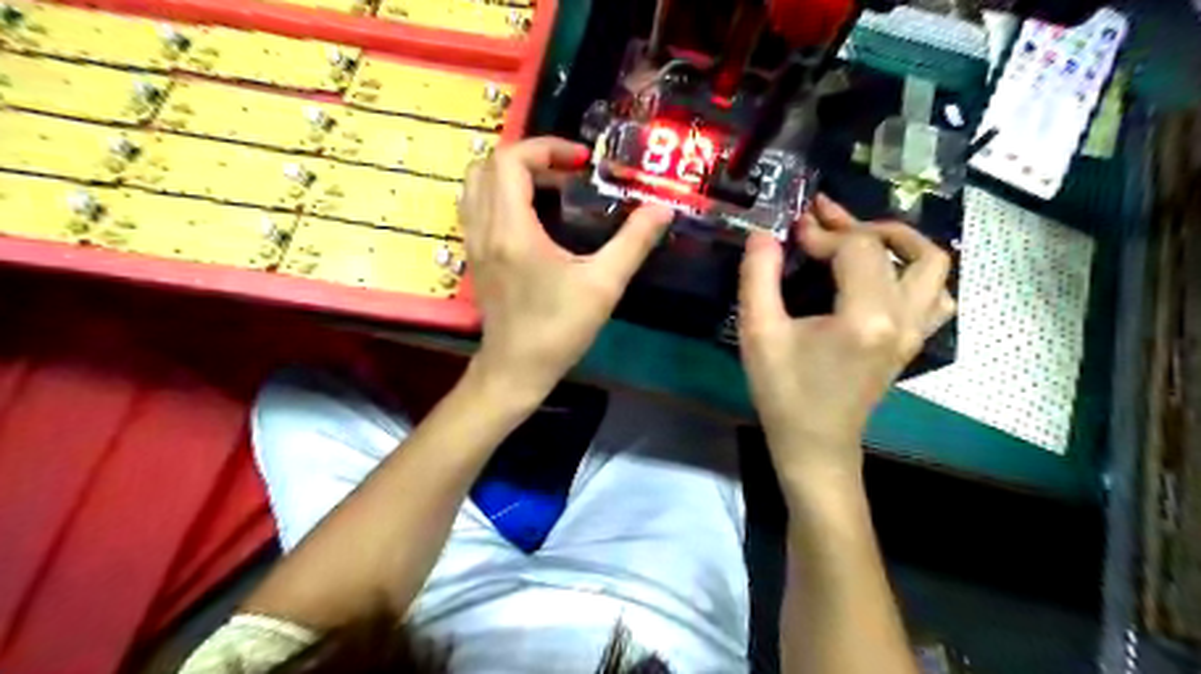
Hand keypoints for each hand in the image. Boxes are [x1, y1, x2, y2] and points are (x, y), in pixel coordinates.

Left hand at [462, 138, 674, 399]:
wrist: (516, 369)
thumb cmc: (559, 329)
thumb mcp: (603, 286)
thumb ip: (633, 243)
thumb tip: (662, 210)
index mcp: (512, 229)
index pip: (511, 160)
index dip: (546, 149)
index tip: (580, 163)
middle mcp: (484, 228)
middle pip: (489, 164)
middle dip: (530, 158)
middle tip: (567, 174)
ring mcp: (474, 242)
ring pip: (477, 184)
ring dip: (511, 174)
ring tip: (551, 190)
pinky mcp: (475, 256)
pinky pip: (477, 206)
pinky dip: (501, 195)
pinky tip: (533, 216)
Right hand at [736, 194, 953, 484]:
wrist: (815, 444)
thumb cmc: (784, 392)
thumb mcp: (758, 333)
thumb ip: (758, 278)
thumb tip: (764, 234)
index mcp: (866, 316)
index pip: (857, 248)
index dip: (823, 232)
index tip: (792, 231)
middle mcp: (902, 318)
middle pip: (894, 248)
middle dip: (854, 225)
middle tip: (822, 217)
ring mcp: (914, 331)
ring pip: (933, 266)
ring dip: (899, 242)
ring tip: (862, 238)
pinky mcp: (913, 341)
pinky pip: (936, 295)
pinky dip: (916, 274)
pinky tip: (885, 276)